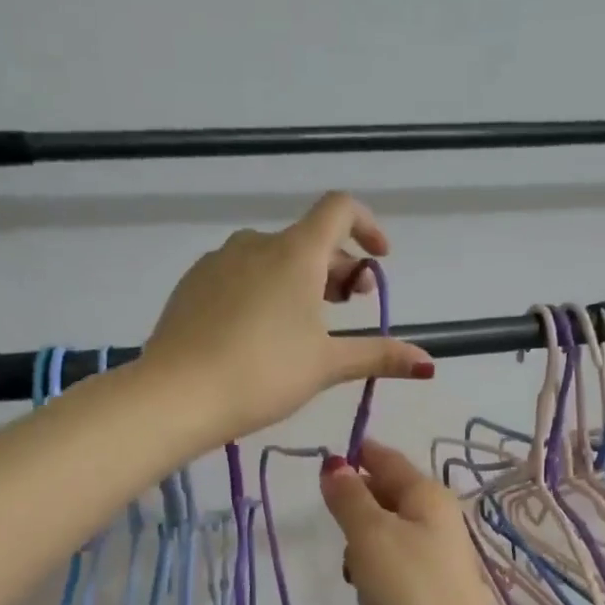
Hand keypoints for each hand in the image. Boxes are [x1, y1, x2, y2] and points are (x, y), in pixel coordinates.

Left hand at [143, 193, 434, 440]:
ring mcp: (218, 261)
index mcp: (295, 253)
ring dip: (301, 279)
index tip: (379, 260)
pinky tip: (261, 332)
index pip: (339, 210)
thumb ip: (378, 356)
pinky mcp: (193, 284)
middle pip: (309, 240)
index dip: (368, 226)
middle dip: (338, 267)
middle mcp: (256, 244)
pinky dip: (265, 289)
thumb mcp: (327, 365)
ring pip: (273, 258)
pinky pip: (241, 274)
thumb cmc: (263, 374)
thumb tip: (428, 363)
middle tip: (350, 306)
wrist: (176, 395)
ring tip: (306, 324)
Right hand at [318, 440, 512, 604]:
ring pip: (390, 533)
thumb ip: (350, 498)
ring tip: (353, 569)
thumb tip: (336, 465)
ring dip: (365, 543)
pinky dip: (378, 570)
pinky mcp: (434, 589)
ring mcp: (439, 556)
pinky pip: (397, 564)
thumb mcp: (370, 535)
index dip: (360, 455)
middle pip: (390, 495)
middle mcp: (439, 519)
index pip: (389, 461)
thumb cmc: (408, 589)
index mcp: (428, 496)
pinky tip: (370, 594)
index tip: (328, 459)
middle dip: (359, 503)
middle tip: (334, 523)